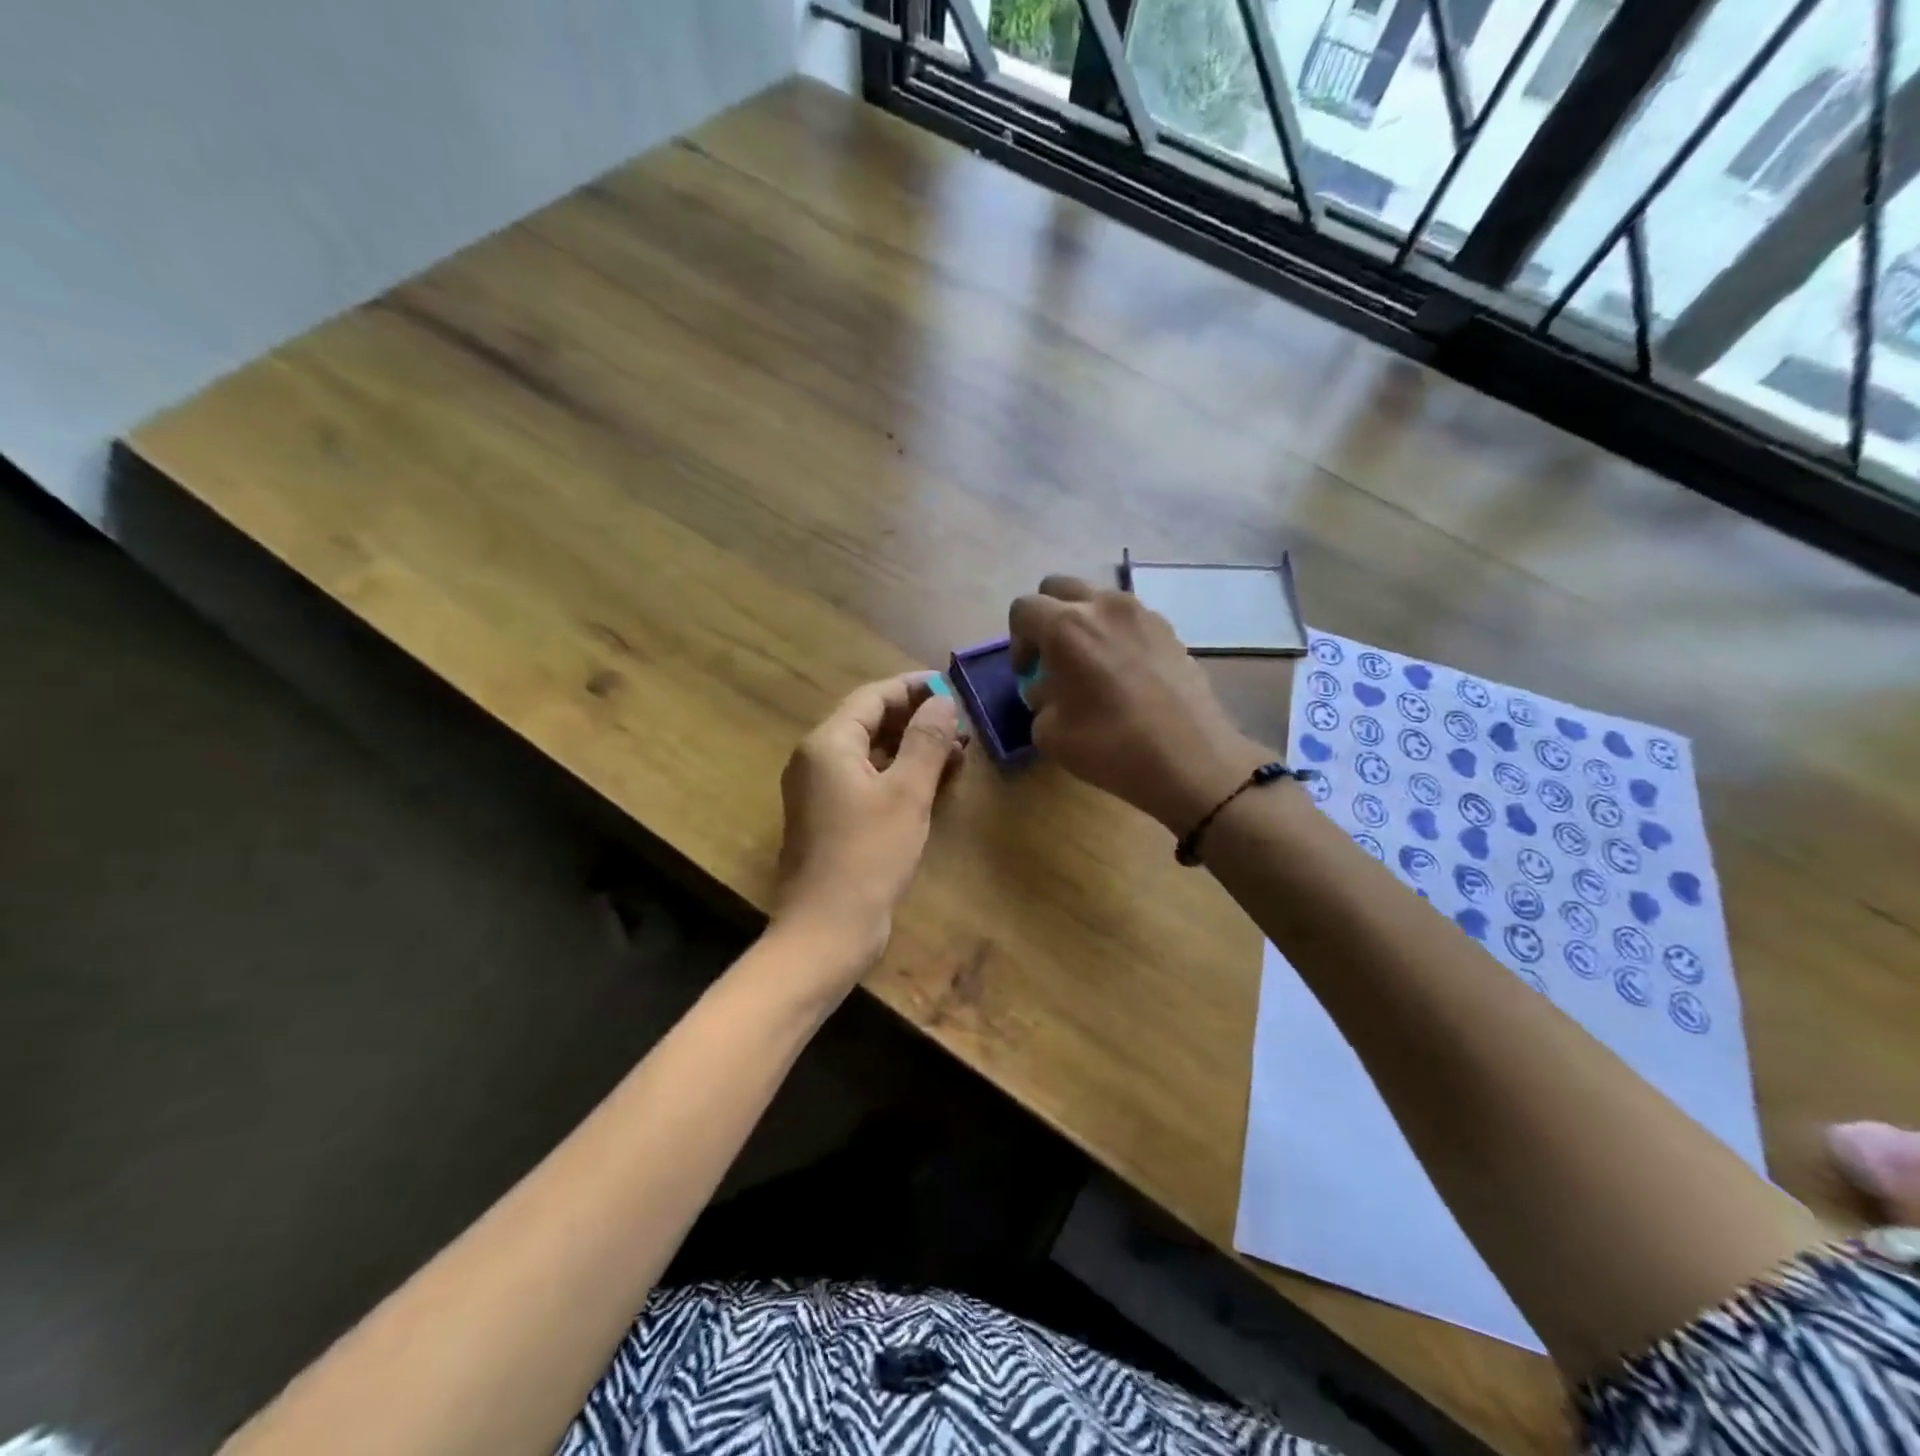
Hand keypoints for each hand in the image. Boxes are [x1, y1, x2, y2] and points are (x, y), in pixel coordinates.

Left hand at [773, 672, 966, 970]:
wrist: (827, 930)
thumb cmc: (868, 855)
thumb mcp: (906, 793)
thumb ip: (926, 741)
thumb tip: (943, 700)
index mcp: (828, 744)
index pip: (873, 697)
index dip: (914, 688)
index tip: (953, 689)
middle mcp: (817, 760)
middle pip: (870, 722)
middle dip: (917, 721)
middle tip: (961, 727)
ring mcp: (820, 792)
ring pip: (871, 754)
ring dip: (912, 749)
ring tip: (958, 754)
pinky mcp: (830, 819)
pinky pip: (867, 782)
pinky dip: (899, 776)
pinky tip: (933, 784)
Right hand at [1010, 576, 1269, 833]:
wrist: (1191, 760)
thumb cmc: (1110, 746)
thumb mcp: (1049, 733)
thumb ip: (1039, 699)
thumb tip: (1048, 688)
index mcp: (1066, 626)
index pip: (1024, 609)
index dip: (1017, 641)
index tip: (1027, 672)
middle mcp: (1103, 606)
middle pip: (1059, 588)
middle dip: (1047, 617)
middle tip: (1051, 657)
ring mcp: (1142, 613)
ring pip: (1098, 599)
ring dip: (1083, 622)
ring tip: (1091, 663)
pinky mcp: (1170, 629)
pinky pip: (1129, 618)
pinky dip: (1116, 633)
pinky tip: (1124, 673)